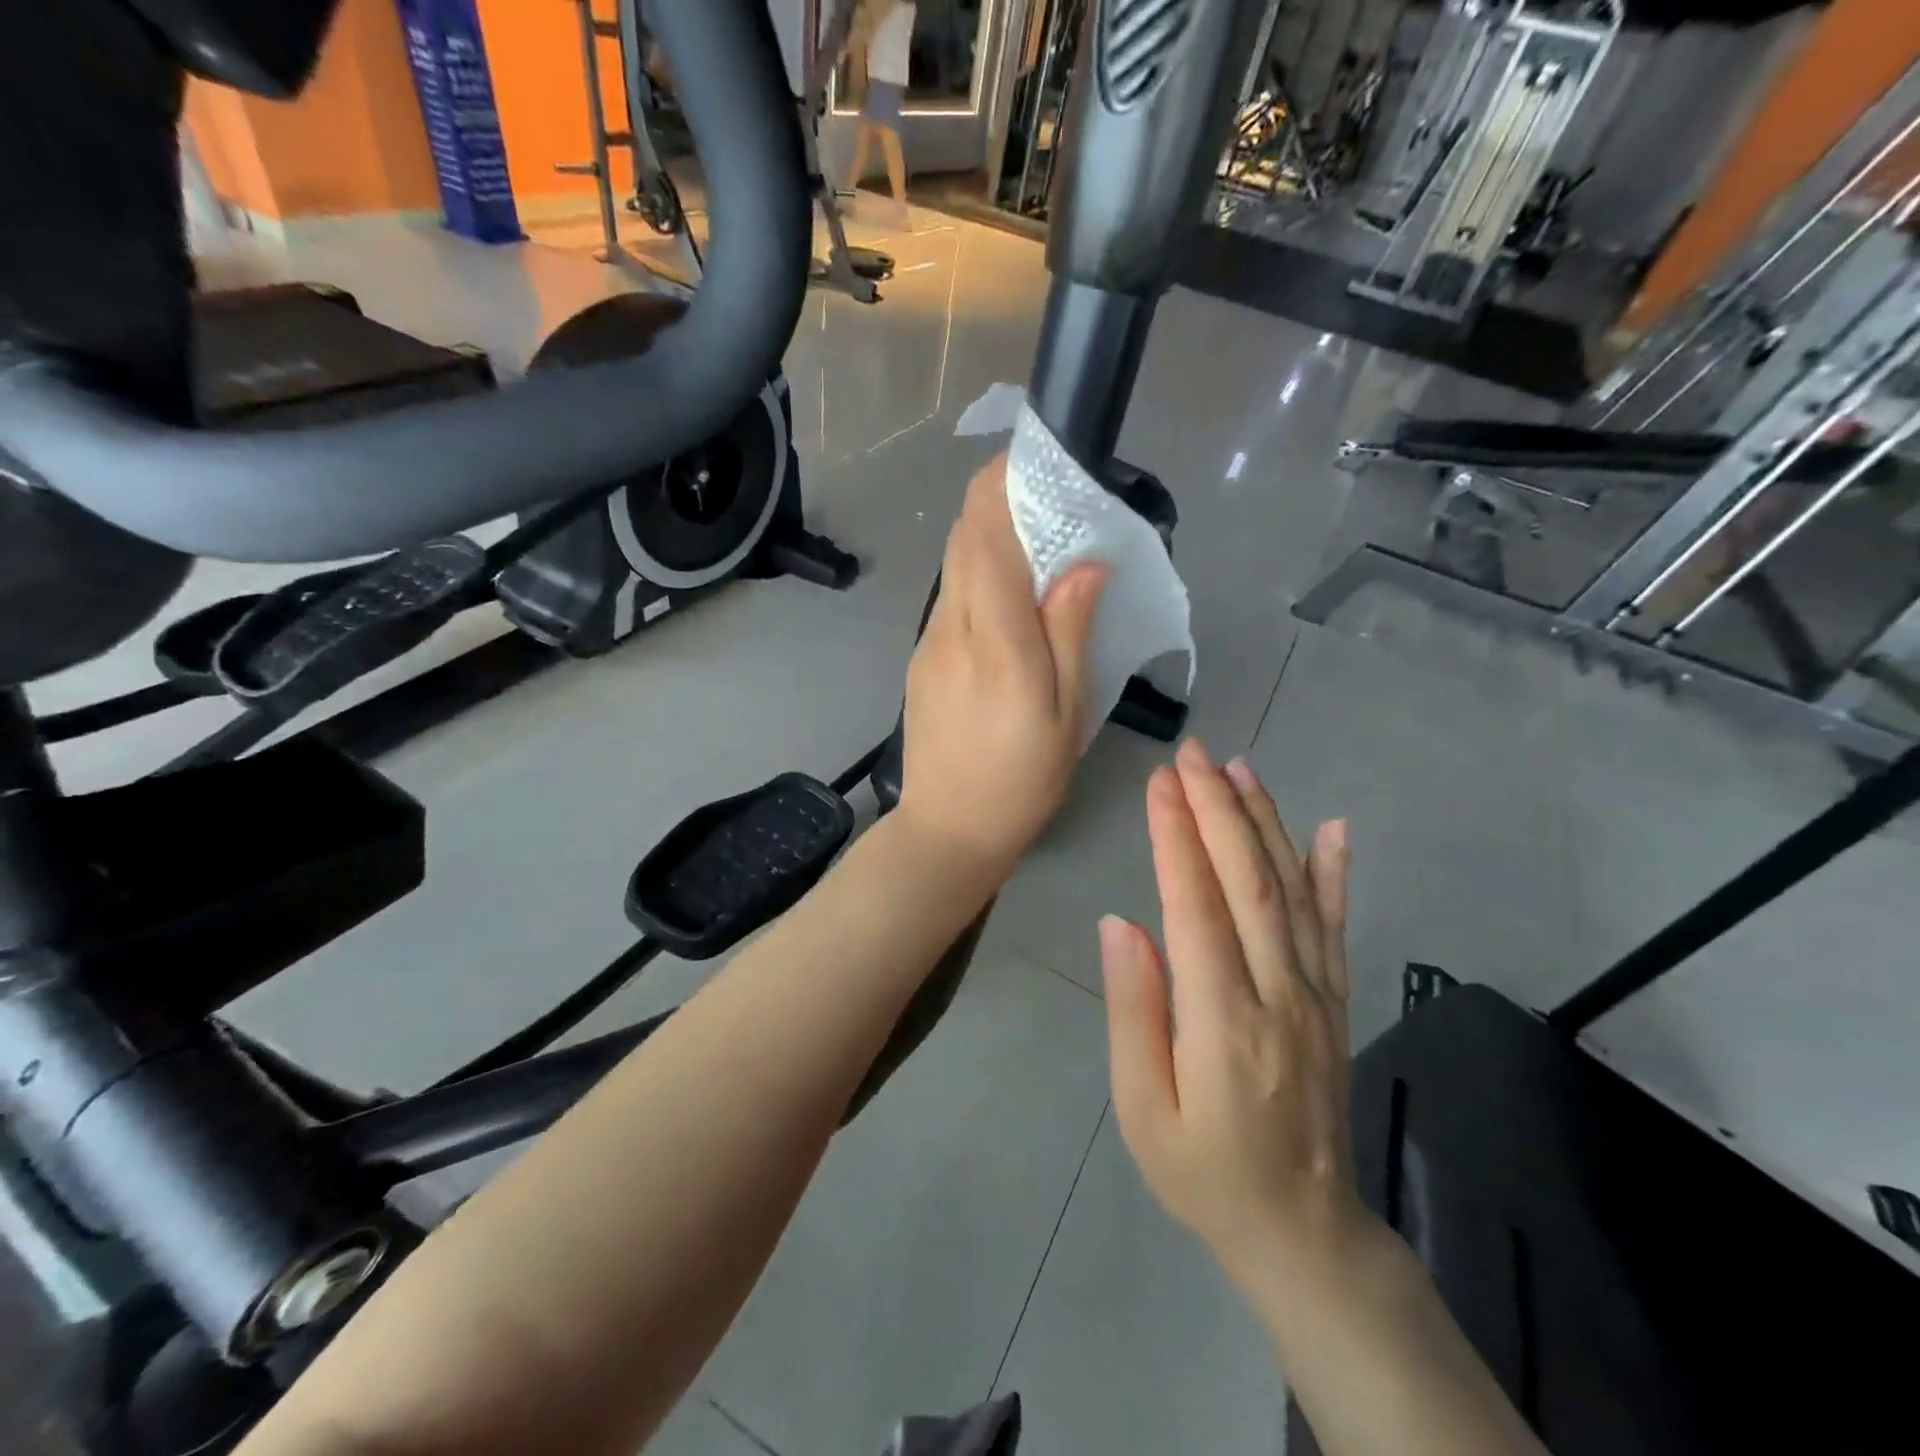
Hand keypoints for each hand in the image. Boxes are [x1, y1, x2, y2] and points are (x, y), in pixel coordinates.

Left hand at [897, 456, 1106, 874]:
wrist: (948, 829)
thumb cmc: (1021, 780)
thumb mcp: (1066, 714)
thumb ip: (1070, 632)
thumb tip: (1085, 562)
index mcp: (995, 641)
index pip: (986, 537)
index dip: (1002, 486)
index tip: (1033, 460)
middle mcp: (951, 629)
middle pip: (964, 539)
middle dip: (997, 502)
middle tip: (1048, 500)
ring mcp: (928, 643)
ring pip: (954, 566)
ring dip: (988, 539)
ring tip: (1036, 546)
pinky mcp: (920, 659)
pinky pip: (950, 598)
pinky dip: (978, 576)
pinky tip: (1009, 600)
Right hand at [1100, 738, 1367, 1294]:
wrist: (1303, 1232)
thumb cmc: (1204, 1172)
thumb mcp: (1143, 1109)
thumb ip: (1135, 1011)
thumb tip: (1122, 923)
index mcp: (1224, 1021)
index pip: (1197, 906)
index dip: (1177, 838)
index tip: (1158, 783)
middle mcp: (1279, 994)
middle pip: (1249, 882)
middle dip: (1217, 809)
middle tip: (1190, 754)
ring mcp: (1316, 994)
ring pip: (1292, 891)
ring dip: (1265, 822)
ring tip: (1237, 768)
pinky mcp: (1334, 1001)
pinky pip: (1334, 927)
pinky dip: (1334, 873)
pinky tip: (1331, 828)